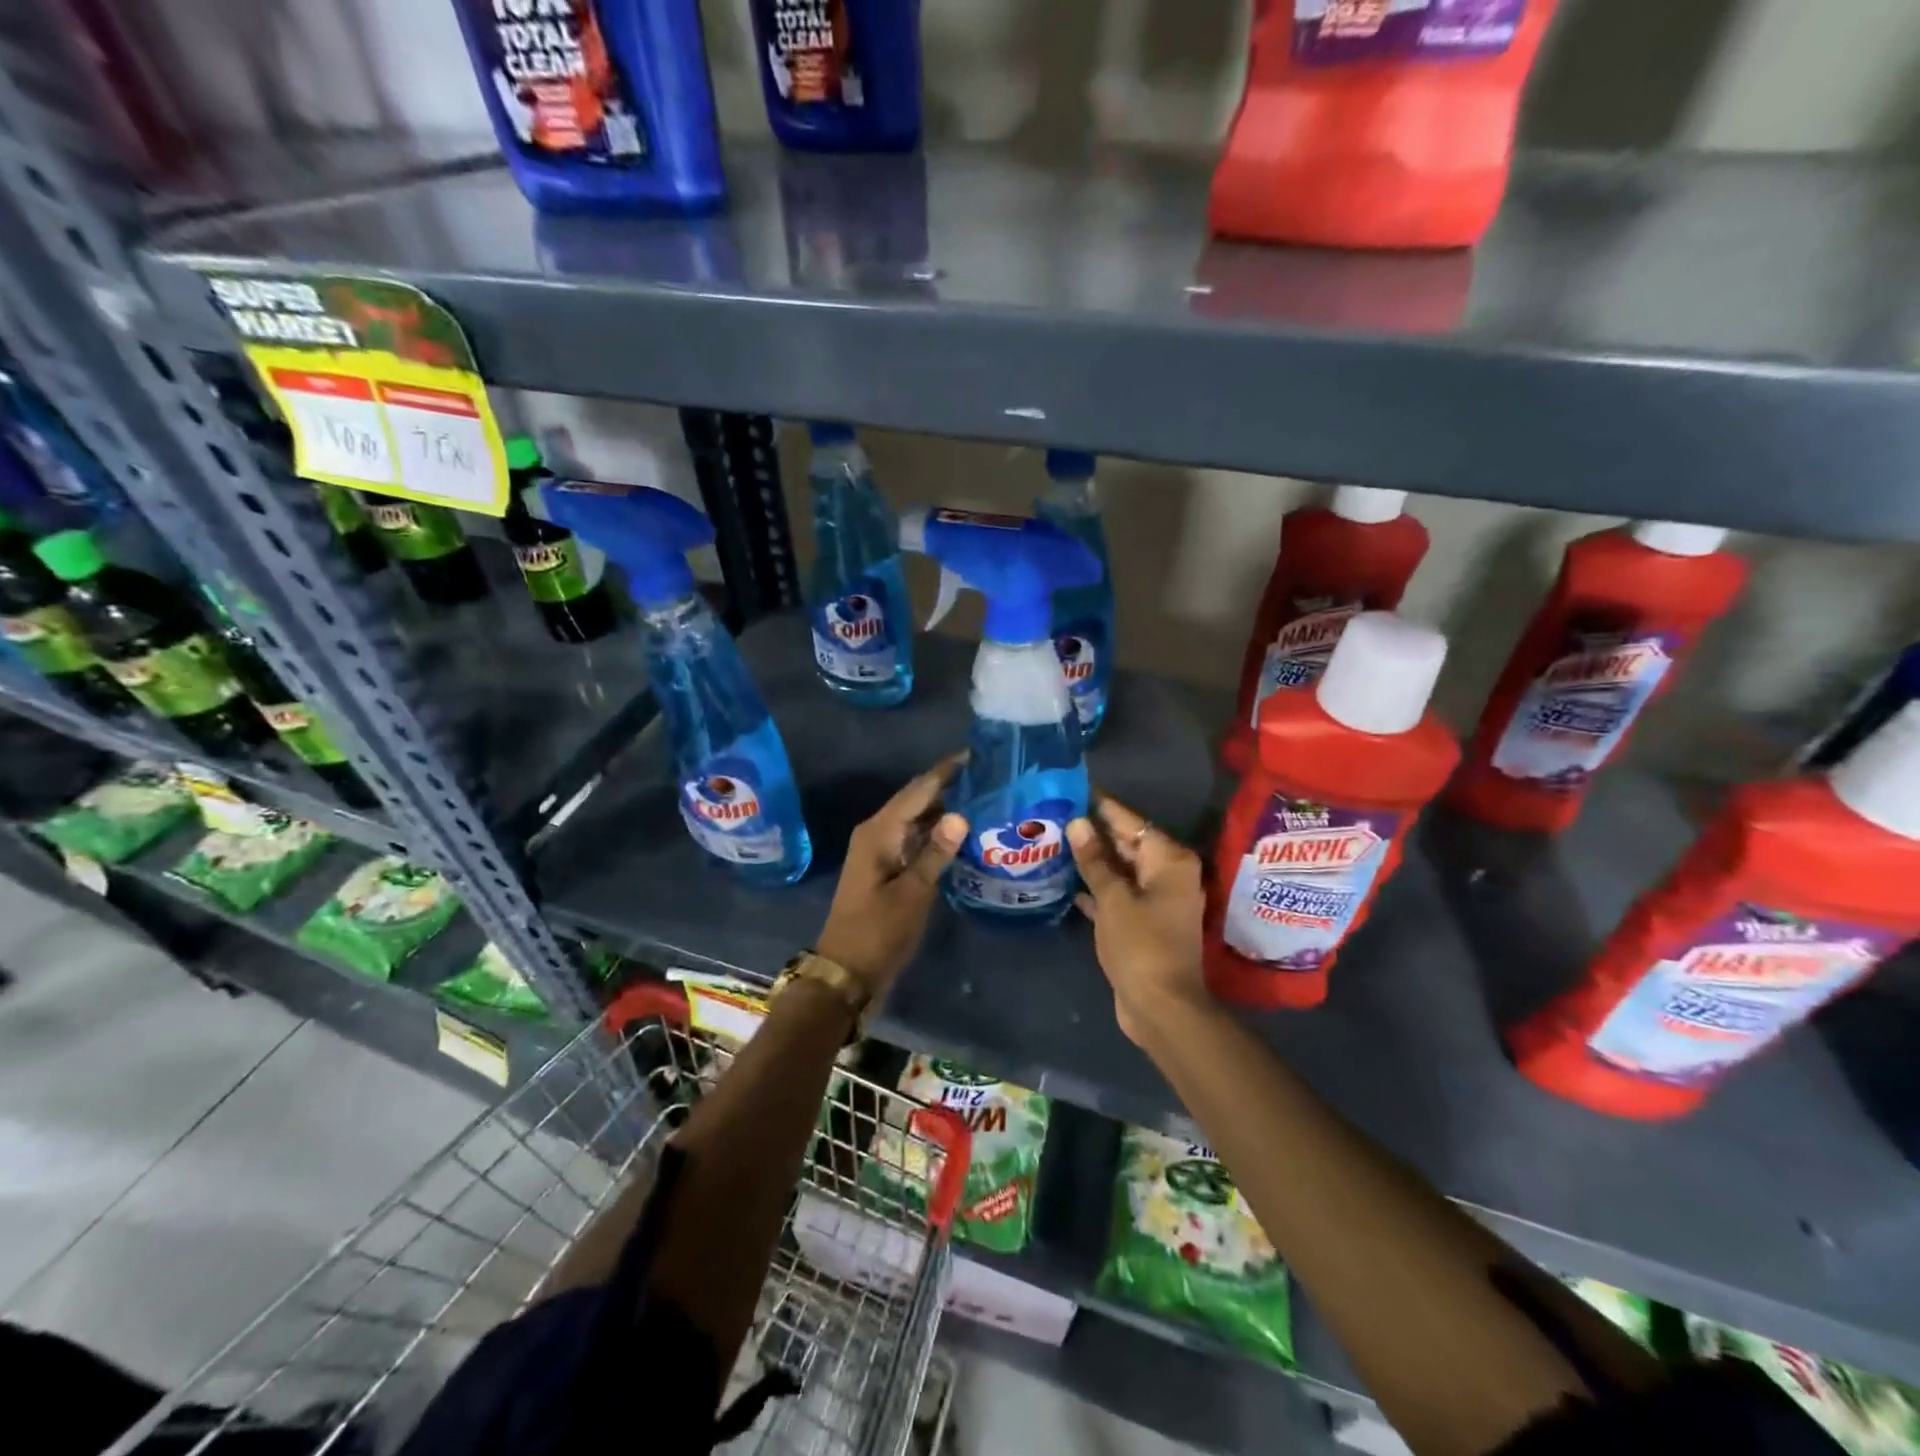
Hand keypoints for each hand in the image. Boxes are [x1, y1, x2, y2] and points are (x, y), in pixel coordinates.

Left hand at [816, 754, 967, 997]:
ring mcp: (881, 850)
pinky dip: (936, 833)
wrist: (847, 971)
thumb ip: (936, 852)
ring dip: (944, 809)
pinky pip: (914, 838)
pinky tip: (962, 833)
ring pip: (916, 819)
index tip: (976, 754)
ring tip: (982, 798)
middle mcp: (877, 832)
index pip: (918, 789)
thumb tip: (960, 814)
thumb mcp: (912, 893)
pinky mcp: (887, 867)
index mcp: (879, 831)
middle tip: (987, 776)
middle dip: (948, 786)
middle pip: (917, 799)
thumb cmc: (878, 931)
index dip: (945, 771)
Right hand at [1068, 796, 1209, 1046]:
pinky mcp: (1144, 922)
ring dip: (1093, 860)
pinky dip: (1098, 887)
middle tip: (1056, 813)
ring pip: (1121, 870)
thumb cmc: (1140, 946)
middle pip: (1128, 843)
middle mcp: (1168, 874)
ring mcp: (1157, 900)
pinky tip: (1068, 881)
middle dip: (1094, 832)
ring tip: (1055, 840)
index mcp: (1169, 861)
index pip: (1131, 821)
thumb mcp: (1113, 899)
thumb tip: (1077, 822)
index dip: (1102, 806)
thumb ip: (1095, 861)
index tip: (1073, 788)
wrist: (1160, 1007)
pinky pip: (1118, 894)